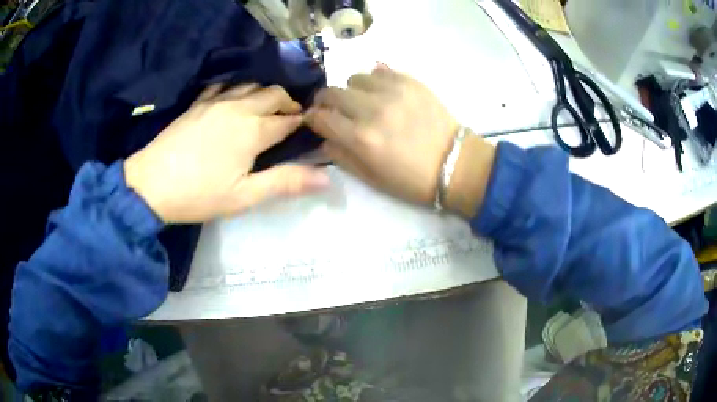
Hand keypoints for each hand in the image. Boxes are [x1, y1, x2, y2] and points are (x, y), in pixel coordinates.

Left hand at [124, 84, 329, 222]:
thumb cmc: (199, 194)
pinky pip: (222, 86)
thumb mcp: (245, 196)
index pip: (288, 119)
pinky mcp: (197, 104)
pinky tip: (233, 99)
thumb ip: (285, 182)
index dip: (302, 122)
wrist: (151, 185)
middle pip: (273, 94)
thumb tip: (327, 178)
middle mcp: (238, 108)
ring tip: (265, 109)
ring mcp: (215, 102)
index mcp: (253, 130)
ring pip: (250, 85)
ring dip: (264, 94)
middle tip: (290, 119)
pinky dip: (235, 89)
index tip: (310, 128)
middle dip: (287, 102)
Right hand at [304, 66, 458, 204]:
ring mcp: (393, 92)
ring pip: (354, 78)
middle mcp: (372, 110)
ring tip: (364, 102)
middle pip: (332, 92)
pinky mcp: (410, 82)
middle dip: (325, 101)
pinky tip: (383, 93)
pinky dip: (375, 80)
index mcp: (361, 139)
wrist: (455, 164)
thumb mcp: (372, 179)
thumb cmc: (412, 180)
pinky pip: (380, 70)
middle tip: (334, 109)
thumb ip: (341, 157)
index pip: (320, 118)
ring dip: (352, 90)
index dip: (312, 118)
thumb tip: (323, 139)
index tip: (314, 120)